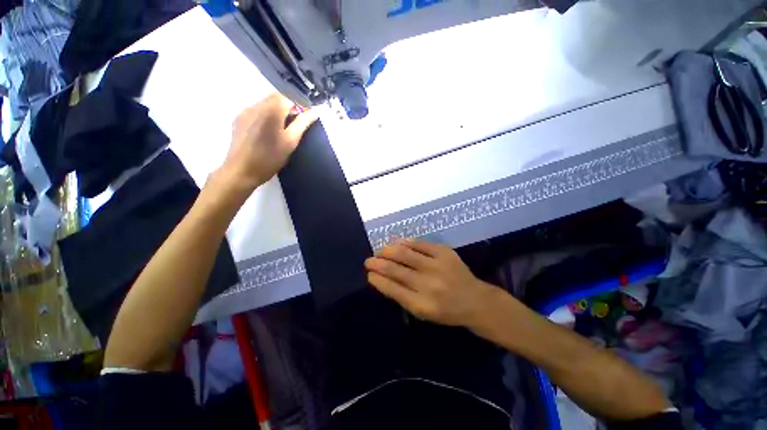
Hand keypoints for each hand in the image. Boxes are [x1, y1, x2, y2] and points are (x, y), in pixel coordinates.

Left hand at [219, 93, 317, 192]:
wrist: (241, 170)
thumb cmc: (270, 158)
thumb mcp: (291, 141)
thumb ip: (303, 123)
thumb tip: (315, 111)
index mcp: (272, 109)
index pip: (291, 97)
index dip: (302, 104)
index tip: (309, 115)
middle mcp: (257, 104)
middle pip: (277, 97)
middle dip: (290, 106)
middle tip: (298, 122)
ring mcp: (246, 110)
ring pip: (267, 102)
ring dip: (279, 109)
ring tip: (284, 126)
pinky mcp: (239, 117)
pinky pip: (257, 109)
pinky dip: (267, 113)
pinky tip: (269, 129)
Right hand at [364, 241, 497, 327]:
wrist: (475, 300)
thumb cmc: (446, 311)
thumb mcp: (422, 313)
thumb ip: (401, 296)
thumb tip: (381, 278)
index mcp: (422, 305)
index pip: (392, 288)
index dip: (377, 279)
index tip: (369, 273)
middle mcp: (429, 285)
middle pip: (396, 269)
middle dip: (377, 263)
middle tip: (369, 260)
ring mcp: (438, 266)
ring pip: (405, 253)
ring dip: (388, 250)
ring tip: (381, 250)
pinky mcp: (445, 252)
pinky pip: (420, 244)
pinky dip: (406, 243)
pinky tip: (398, 243)